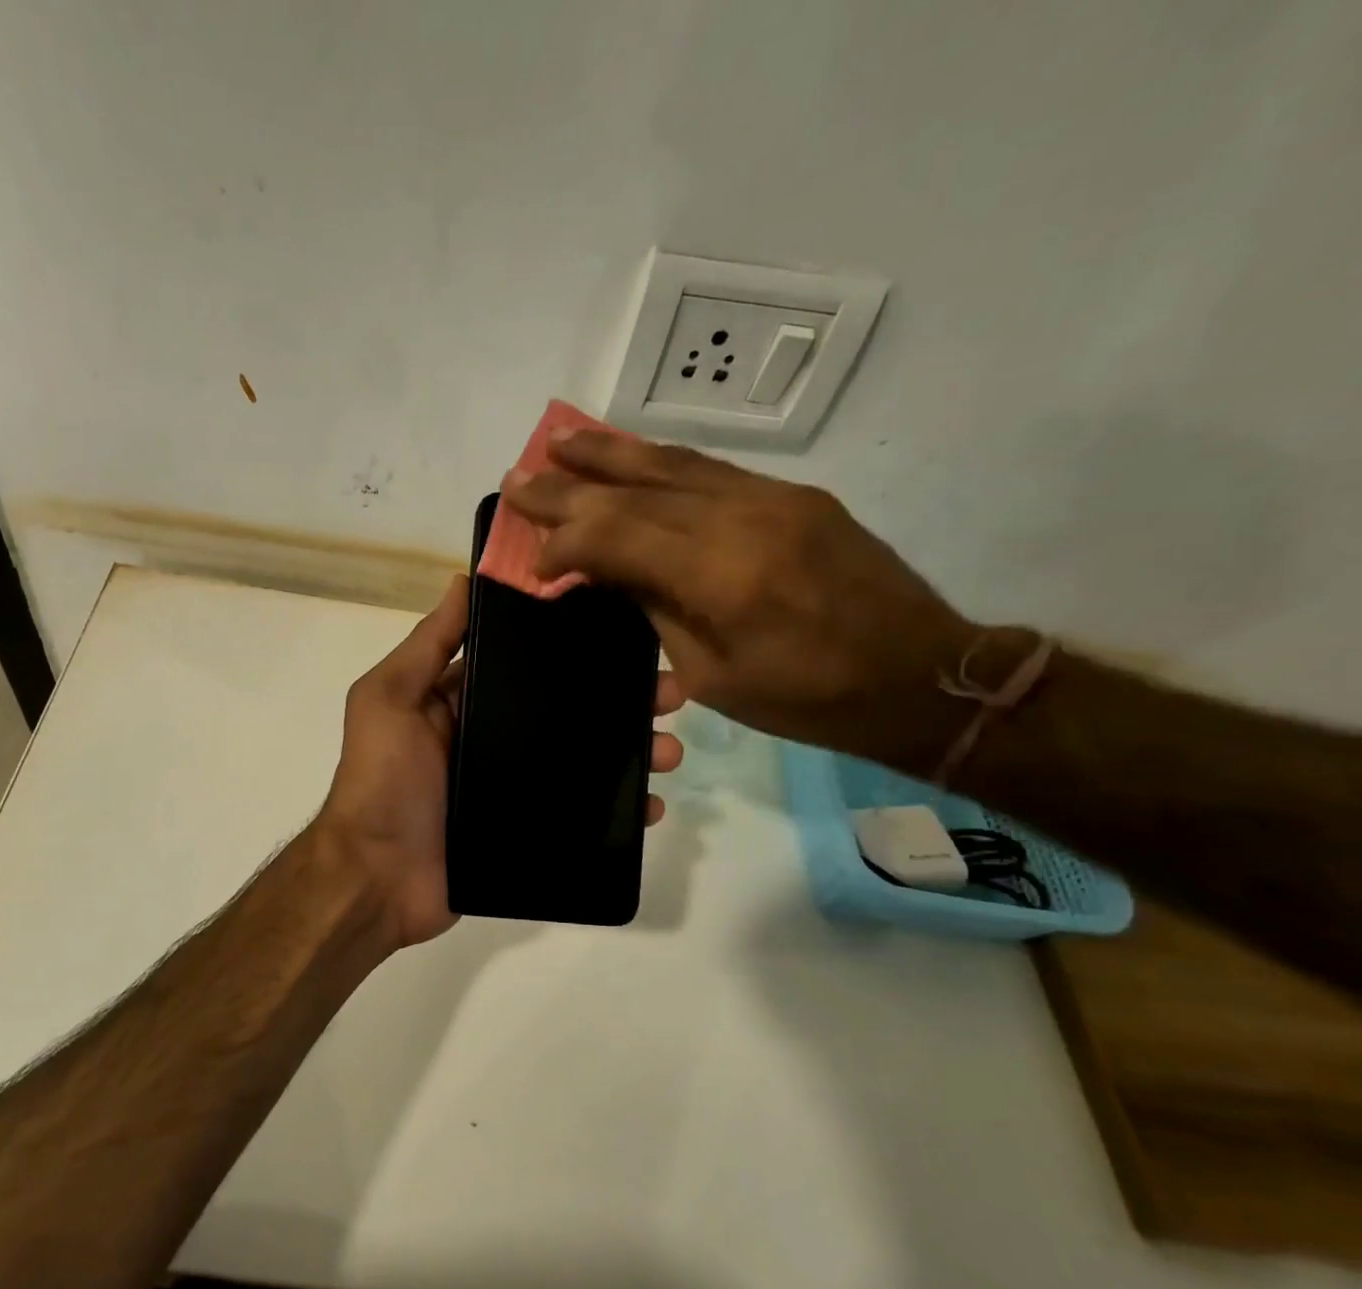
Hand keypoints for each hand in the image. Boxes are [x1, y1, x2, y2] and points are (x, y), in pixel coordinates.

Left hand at [312, 573, 685, 948]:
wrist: (376, 878)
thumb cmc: (381, 781)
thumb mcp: (388, 700)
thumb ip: (426, 646)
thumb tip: (464, 582)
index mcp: (461, 702)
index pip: (525, 663)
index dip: (572, 647)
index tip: (626, 633)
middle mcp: (491, 739)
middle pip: (565, 711)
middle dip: (618, 700)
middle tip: (671, 694)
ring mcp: (512, 788)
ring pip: (583, 760)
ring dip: (630, 751)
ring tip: (671, 751)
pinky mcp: (527, 832)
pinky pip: (581, 814)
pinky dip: (618, 809)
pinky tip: (652, 806)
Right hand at [504, 430, 994, 775]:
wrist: (920, 675)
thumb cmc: (808, 698)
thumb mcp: (715, 673)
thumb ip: (659, 610)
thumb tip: (611, 572)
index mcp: (721, 575)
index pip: (618, 536)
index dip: (565, 541)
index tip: (534, 560)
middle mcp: (743, 519)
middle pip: (637, 490)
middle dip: (570, 484)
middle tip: (518, 475)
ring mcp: (773, 498)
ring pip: (674, 465)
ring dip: (611, 454)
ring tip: (563, 441)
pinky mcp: (795, 496)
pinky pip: (712, 470)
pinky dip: (660, 462)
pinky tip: (631, 458)